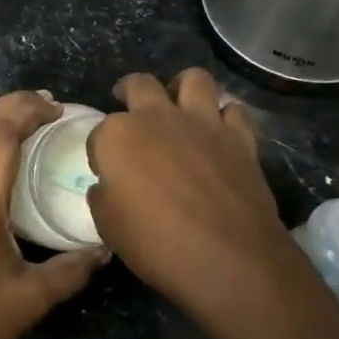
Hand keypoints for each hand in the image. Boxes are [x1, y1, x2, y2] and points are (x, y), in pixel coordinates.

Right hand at [85, 69, 304, 320]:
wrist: (229, 259)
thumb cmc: (156, 244)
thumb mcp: (108, 226)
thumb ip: (104, 195)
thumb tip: (110, 185)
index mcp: (118, 136)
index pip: (99, 132)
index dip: (101, 152)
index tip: (106, 172)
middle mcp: (157, 117)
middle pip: (139, 85)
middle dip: (129, 91)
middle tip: (129, 106)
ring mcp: (202, 123)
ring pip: (193, 79)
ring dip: (183, 87)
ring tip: (179, 101)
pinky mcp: (239, 138)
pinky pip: (234, 110)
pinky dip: (225, 117)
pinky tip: (220, 131)